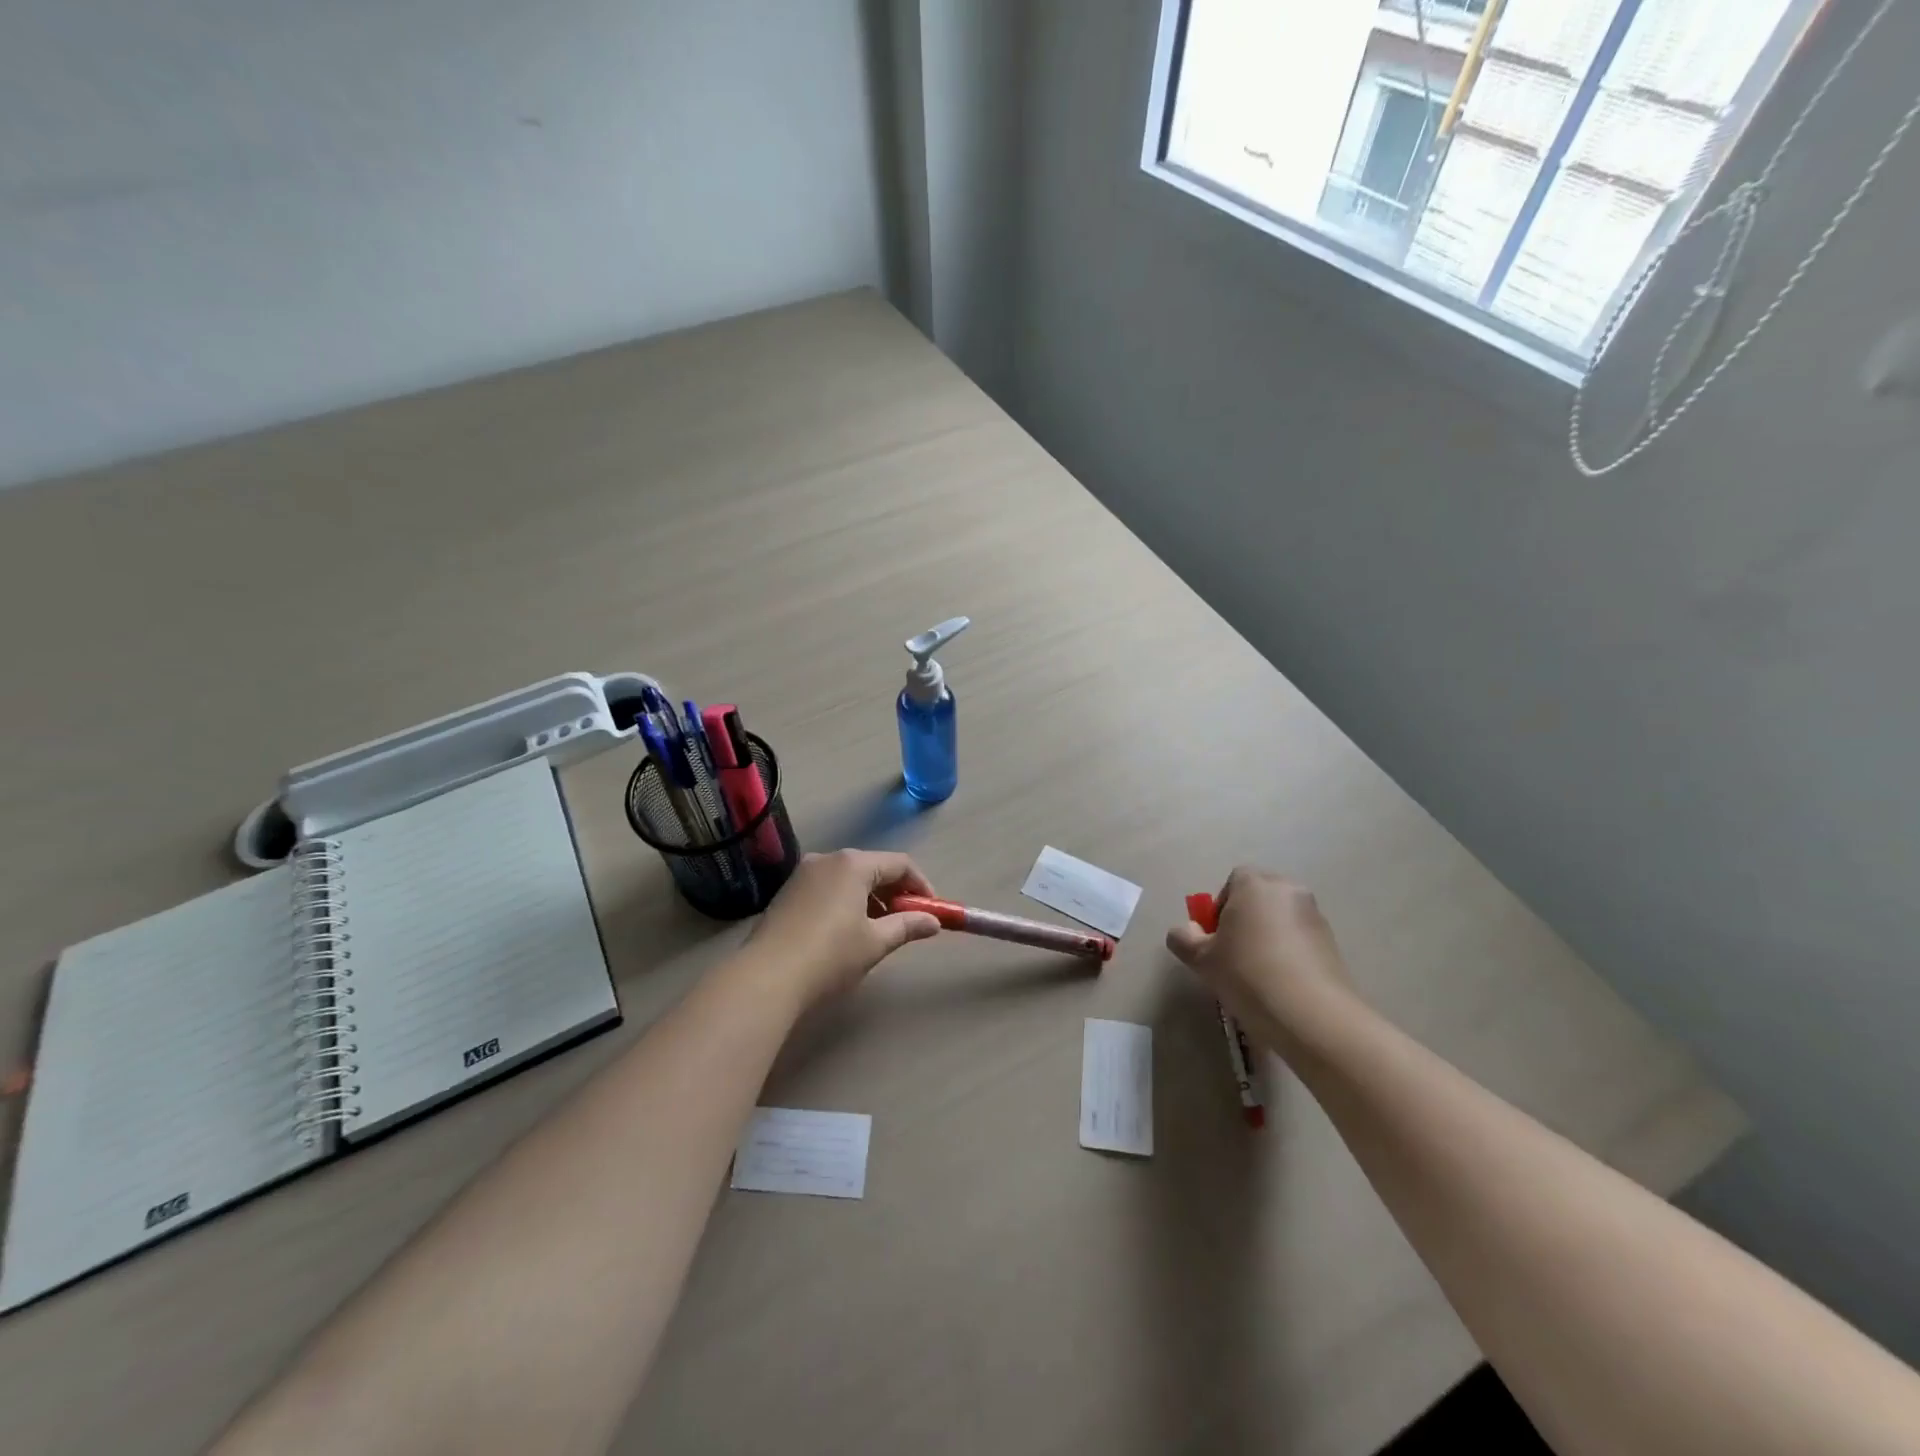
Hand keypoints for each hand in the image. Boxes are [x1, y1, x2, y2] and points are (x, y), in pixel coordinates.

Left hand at [747, 850, 941, 1009]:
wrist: (767, 977)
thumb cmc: (830, 955)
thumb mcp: (875, 942)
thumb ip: (907, 926)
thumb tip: (933, 922)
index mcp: (853, 864)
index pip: (900, 864)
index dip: (921, 886)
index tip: (931, 911)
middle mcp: (828, 859)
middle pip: (873, 867)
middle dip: (895, 893)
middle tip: (908, 922)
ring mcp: (803, 874)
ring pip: (849, 878)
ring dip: (871, 898)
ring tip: (879, 930)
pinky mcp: (788, 892)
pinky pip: (828, 888)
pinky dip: (846, 902)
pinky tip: (847, 931)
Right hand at [1165, 867, 1358, 1048]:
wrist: (1310, 1014)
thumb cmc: (1247, 974)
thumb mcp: (1201, 959)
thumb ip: (1183, 938)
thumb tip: (1186, 932)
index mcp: (1255, 884)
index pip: (1233, 881)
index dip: (1220, 906)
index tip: (1216, 938)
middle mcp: (1288, 890)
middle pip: (1259, 896)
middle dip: (1245, 918)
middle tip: (1233, 953)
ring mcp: (1315, 916)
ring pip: (1281, 918)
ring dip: (1268, 935)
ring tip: (1258, 973)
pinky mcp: (1332, 943)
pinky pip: (1300, 938)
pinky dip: (1289, 952)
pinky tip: (1281, 983)